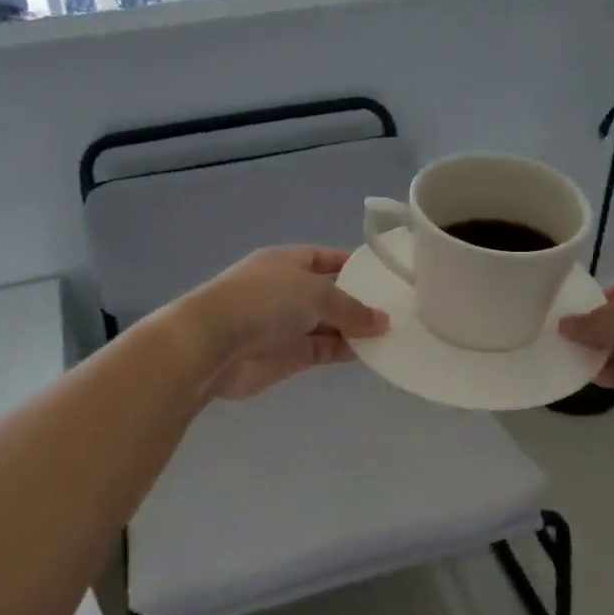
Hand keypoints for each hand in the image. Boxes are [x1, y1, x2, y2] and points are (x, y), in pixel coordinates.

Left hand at [172, 246, 389, 400]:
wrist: (214, 344)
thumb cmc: (264, 301)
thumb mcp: (315, 293)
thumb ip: (351, 308)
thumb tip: (383, 321)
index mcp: (287, 262)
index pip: (325, 258)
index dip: (351, 264)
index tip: (383, 274)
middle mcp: (287, 291)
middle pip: (329, 294)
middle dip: (359, 301)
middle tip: (399, 308)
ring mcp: (286, 325)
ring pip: (329, 325)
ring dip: (355, 329)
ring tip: (394, 333)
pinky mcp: (288, 357)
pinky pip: (323, 350)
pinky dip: (345, 351)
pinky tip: (372, 353)